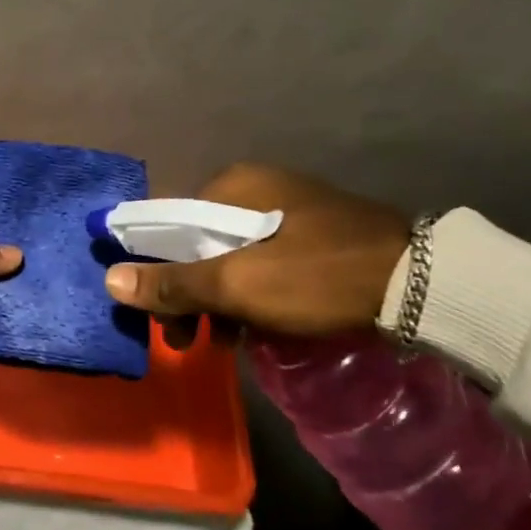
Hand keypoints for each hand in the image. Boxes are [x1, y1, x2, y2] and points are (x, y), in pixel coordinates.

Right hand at [101, 163, 409, 346]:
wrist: (420, 284)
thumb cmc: (314, 277)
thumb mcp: (236, 285)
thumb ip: (172, 283)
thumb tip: (110, 280)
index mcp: (230, 185)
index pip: (167, 223)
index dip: (151, 268)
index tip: (153, 313)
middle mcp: (255, 186)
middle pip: (198, 243)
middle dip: (187, 295)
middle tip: (186, 341)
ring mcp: (288, 207)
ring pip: (231, 257)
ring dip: (218, 301)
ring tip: (222, 344)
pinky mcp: (314, 231)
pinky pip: (263, 261)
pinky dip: (251, 294)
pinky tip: (257, 328)